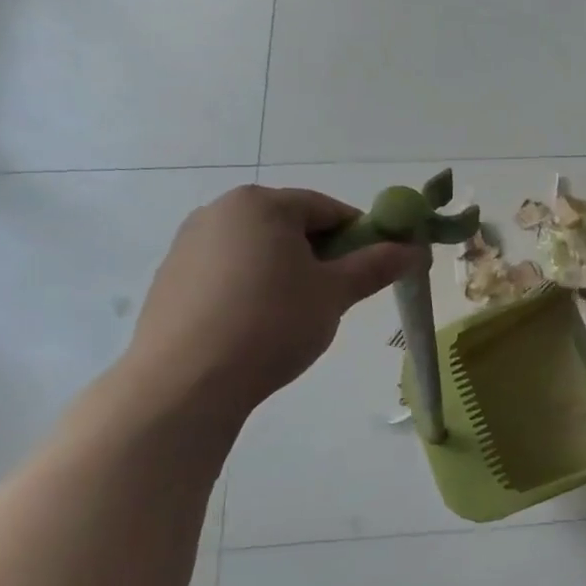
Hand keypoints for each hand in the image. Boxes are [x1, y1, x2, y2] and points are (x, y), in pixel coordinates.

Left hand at [126, 185, 424, 416]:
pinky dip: (253, 287)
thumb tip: (414, 249)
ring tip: (297, 315)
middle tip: (338, 295)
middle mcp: (220, 211)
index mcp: (262, 204)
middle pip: (291, 225)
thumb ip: (376, 265)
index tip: (374, 269)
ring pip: (259, 250)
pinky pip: (229, 271)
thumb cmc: (272, 323)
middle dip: (322, 255)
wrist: (185, 381)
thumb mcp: (335, 293)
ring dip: (288, 272)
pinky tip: (258, 325)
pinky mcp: (171, 277)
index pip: (328, 209)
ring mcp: (189, 244)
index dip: (360, 236)